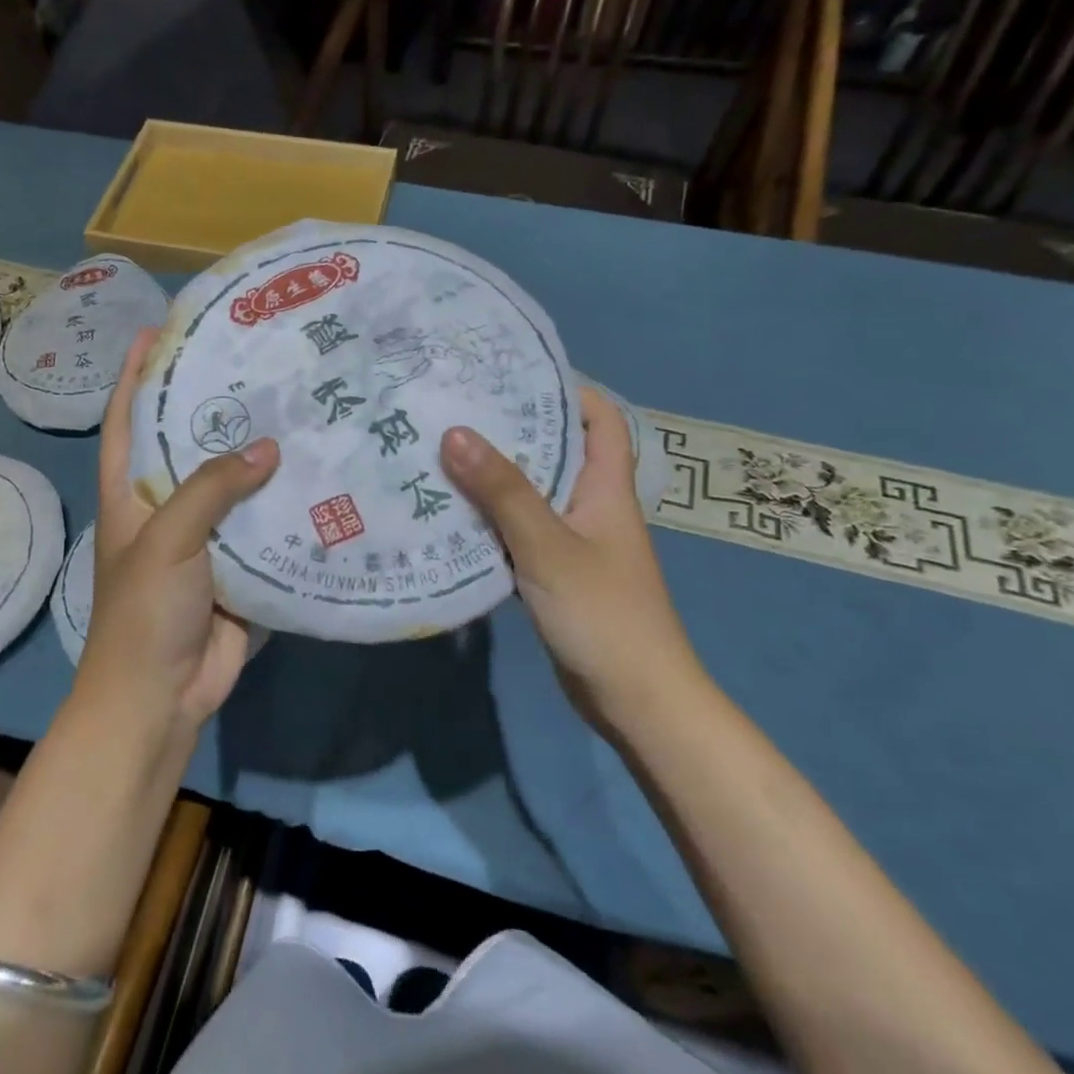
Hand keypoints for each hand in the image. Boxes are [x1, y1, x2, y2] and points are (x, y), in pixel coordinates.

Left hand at [74, 328, 280, 733]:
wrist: (160, 697)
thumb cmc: (145, 611)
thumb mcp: (167, 539)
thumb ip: (212, 488)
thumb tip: (268, 447)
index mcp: (132, 495)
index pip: (128, 421)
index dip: (136, 376)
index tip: (156, 332)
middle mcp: (168, 509)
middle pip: (191, 446)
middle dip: (216, 408)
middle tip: (256, 365)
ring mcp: (207, 540)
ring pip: (236, 487)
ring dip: (262, 457)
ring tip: (299, 409)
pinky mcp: (241, 567)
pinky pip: (265, 527)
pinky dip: (287, 506)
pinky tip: (321, 476)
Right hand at [440, 386, 700, 723]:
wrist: (635, 700)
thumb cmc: (604, 614)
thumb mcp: (549, 547)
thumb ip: (503, 492)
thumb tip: (455, 432)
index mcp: (606, 487)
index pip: (598, 418)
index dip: (565, 389)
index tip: (511, 374)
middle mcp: (590, 505)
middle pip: (554, 451)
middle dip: (509, 429)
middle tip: (454, 409)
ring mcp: (571, 540)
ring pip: (529, 493)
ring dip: (491, 476)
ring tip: (438, 451)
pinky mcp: (552, 572)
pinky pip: (516, 531)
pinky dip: (487, 519)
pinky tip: (447, 513)